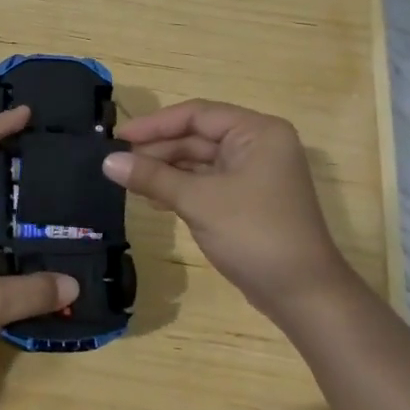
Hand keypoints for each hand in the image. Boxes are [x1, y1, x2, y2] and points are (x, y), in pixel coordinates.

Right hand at [105, 99, 352, 317]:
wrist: (302, 294)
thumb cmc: (254, 234)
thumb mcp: (199, 201)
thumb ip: (152, 177)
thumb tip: (107, 162)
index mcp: (257, 132)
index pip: (197, 114)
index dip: (155, 124)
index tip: (118, 137)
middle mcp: (258, 145)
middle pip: (198, 136)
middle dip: (159, 149)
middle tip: (118, 162)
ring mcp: (254, 173)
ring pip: (200, 161)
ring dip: (166, 170)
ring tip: (128, 180)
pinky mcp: (247, 199)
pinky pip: (207, 182)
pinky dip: (180, 188)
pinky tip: (152, 198)